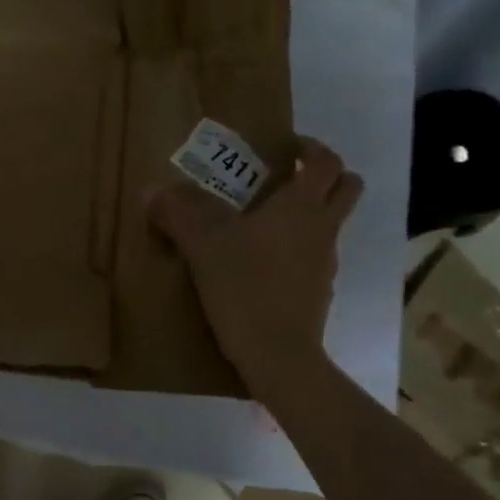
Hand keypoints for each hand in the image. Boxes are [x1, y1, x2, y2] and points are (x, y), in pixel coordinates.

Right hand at [148, 137, 363, 380]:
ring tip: (265, 222)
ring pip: (331, 223)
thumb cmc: (244, 286)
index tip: (289, 147)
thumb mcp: (202, 246)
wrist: (277, 353)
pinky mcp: (320, 290)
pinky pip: (316, 255)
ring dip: (311, 212)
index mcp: (300, 207)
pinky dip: (299, 247)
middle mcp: (322, 228)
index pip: (326, 162)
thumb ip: (178, 214)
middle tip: (291, 176)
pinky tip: (263, 262)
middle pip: (347, 187)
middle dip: (326, 175)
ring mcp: (326, 261)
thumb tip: (152, 191)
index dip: (312, 148)